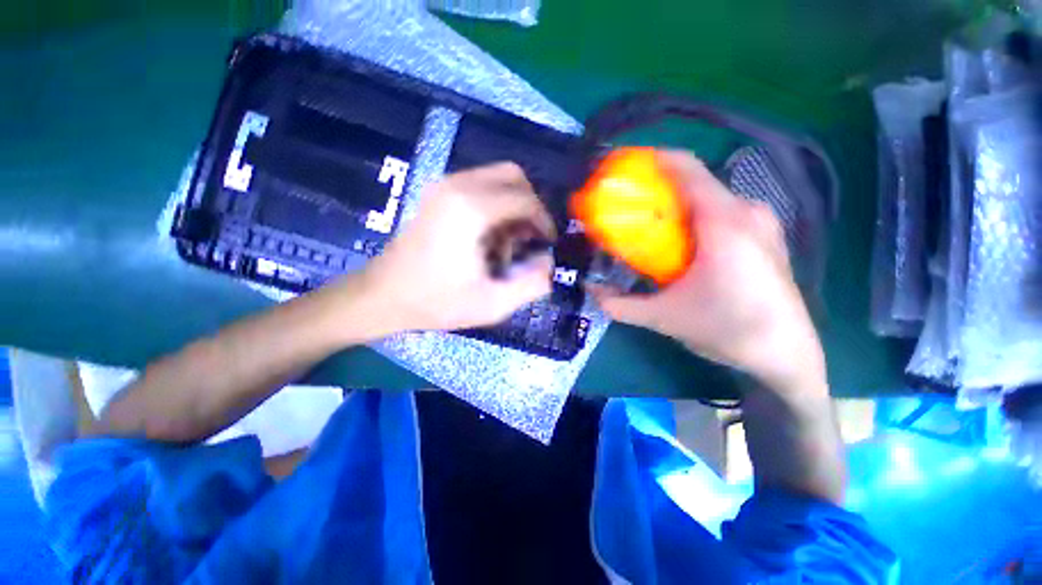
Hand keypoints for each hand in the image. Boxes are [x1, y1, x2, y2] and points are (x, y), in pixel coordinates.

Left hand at [358, 162, 554, 332]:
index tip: (547, 243)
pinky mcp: (437, 193)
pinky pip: (479, 186)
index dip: (543, 220)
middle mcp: (457, 186)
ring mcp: (443, 185)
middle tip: (530, 238)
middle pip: (513, 176)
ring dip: (511, 206)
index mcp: (471, 210)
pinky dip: (494, 205)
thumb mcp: (492, 304)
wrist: (383, 296)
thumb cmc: (436, 302)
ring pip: (496, 179)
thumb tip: (549, 263)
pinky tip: (488, 238)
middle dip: (530, 206)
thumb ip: (531, 285)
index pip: (524, 199)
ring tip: (506, 244)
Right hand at [593, 151, 825, 396]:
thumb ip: (620, 305)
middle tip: (629, 209)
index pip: (685, 167)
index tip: (623, 168)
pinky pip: (724, 213)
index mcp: (723, 222)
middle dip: (658, 192)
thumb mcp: (664, 318)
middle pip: (694, 183)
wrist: (787, 354)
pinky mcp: (766, 236)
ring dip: (677, 208)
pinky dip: (696, 219)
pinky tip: (684, 246)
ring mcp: (761, 222)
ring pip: (709, 199)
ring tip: (653, 230)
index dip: (651, 160)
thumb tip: (590, 291)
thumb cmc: (728, 330)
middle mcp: (746, 211)